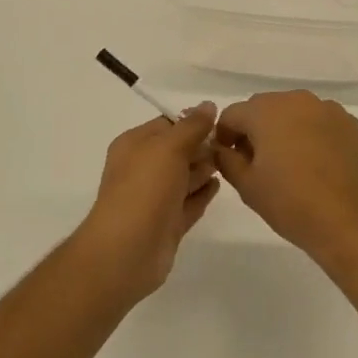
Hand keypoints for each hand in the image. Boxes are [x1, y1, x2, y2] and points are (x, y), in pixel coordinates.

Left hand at [76, 106, 219, 304]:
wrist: (127, 251)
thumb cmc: (144, 189)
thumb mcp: (168, 147)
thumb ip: (191, 126)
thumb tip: (208, 105)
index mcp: (135, 145)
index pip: (167, 124)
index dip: (193, 121)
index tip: (222, 122)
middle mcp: (142, 169)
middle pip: (178, 150)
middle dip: (201, 146)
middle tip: (231, 143)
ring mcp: (155, 198)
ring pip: (184, 177)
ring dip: (204, 168)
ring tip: (230, 161)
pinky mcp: (167, 223)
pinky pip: (189, 202)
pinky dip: (203, 193)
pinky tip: (219, 185)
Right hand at [212, 91, 357, 276]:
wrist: (349, 223)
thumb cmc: (291, 203)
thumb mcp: (247, 185)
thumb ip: (226, 160)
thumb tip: (222, 148)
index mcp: (266, 111)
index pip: (233, 114)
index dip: (224, 135)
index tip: (228, 159)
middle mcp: (297, 100)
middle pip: (264, 108)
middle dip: (254, 129)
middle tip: (256, 163)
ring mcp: (328, 109)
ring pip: (294, 112)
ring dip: (284, 129)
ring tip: (288, 163)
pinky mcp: (350, 124)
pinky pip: (319, 121)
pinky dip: (311, 134)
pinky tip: (315, 162)